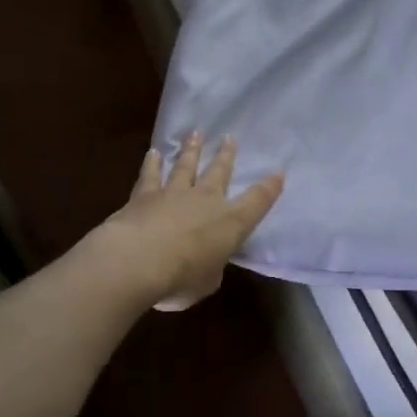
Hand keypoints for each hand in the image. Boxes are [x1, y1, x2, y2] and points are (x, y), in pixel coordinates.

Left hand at [91, 133, 284, 310]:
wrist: (137, 260)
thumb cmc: (182, 277)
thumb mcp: (207, 282)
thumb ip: (211, 268)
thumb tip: (207, 261)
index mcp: (230, 222)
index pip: (257, 201)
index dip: (269, 188)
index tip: (278, 172)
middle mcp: (205, 200)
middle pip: (219, 172)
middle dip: (225, 155)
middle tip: (228, 138)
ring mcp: (174, 194)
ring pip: (186, 166)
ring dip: (191, 150)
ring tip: (195, 134)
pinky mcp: (144, 195)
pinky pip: (150, 175)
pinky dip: (152, 163)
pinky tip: (153, 152)